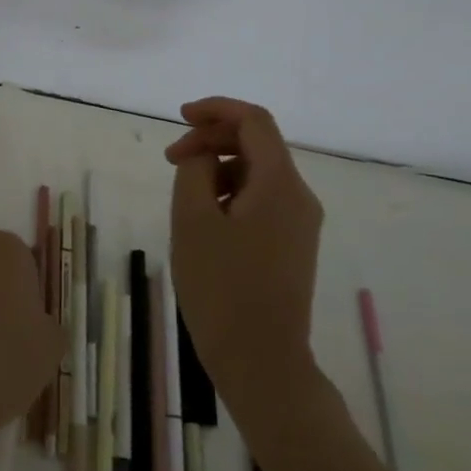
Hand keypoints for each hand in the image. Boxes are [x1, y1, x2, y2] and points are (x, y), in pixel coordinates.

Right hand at [165, 97, 325, 422]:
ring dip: (218, 167)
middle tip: (171, 159)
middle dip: (211, 140)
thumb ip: (194, 170)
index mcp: (280, 184)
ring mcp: (300, 222)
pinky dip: (230, 192)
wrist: (261, 362)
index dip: (216, 109)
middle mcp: (299, 196)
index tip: (180, 117)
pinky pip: (261, 199)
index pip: (254, 121)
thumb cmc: (221, 287)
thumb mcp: (192, 219)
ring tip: (183, 194)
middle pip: (257, 144)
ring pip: (257, 172)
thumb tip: (202, 154)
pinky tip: (204, 218)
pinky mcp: (292, 244)